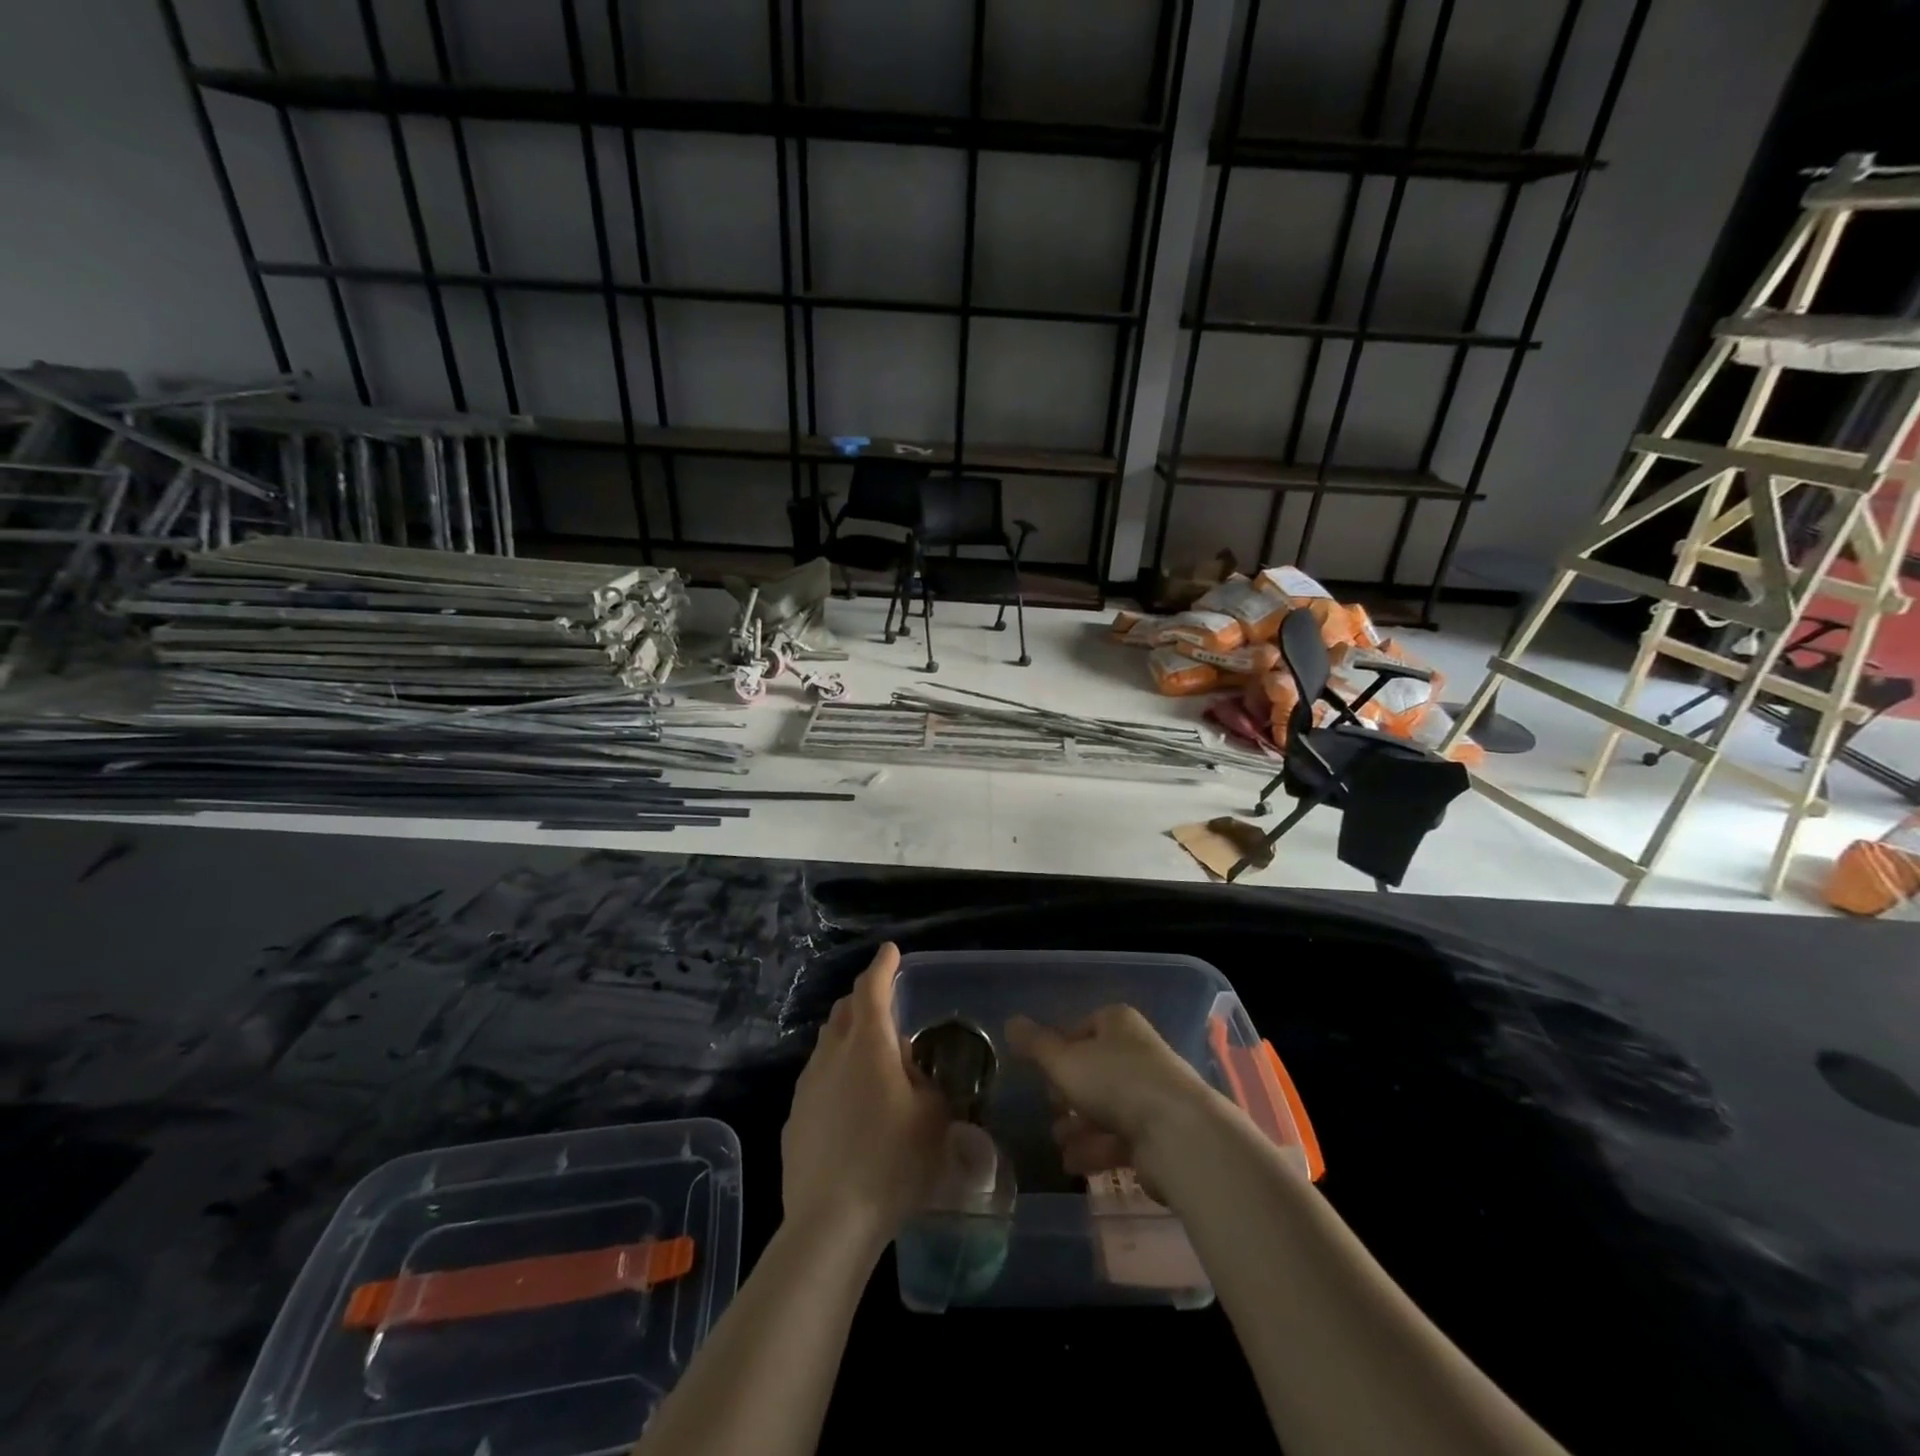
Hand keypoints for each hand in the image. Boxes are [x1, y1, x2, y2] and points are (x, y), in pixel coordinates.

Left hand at [782, 943, 949, 1248]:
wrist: (830, 1221)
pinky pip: (818, 1080)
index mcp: (868, 1045)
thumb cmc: (892, 1162)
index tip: (890, 951)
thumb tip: (909, 1070)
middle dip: (864, 1000)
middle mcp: (832, 1054)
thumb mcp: (933, 1118)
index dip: (883, 966)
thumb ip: (924, 1082)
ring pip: (828, 1044)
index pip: (872, 989)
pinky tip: (850, 1107)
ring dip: (849, 1039)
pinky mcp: (795, 1117)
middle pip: (844, 1011)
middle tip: (886, 1008)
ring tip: (873, 1061)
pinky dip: (837, 1075)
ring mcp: (807, 1086)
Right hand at [1006, 1005, 1224, 1191]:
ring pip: (1106, 1107)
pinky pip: (1120, 1137)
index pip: (1083, 1028)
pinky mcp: (1159, 1132)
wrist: (1177, 1133)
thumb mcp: (1064, 1060)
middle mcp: (1138, 1052)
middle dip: (1069, 1094)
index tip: (1043, 1072)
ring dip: (1079, 1127)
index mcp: (1118, 1024)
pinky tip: (1075, 1165)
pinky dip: (1096, 1150)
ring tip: (1059, 1143)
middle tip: (1052, 1109)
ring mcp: (1151, 1093)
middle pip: (1094, 1070)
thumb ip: (1035, 1045)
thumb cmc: (1115, 1082)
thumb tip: (1010, 1021)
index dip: (1061, 1049)